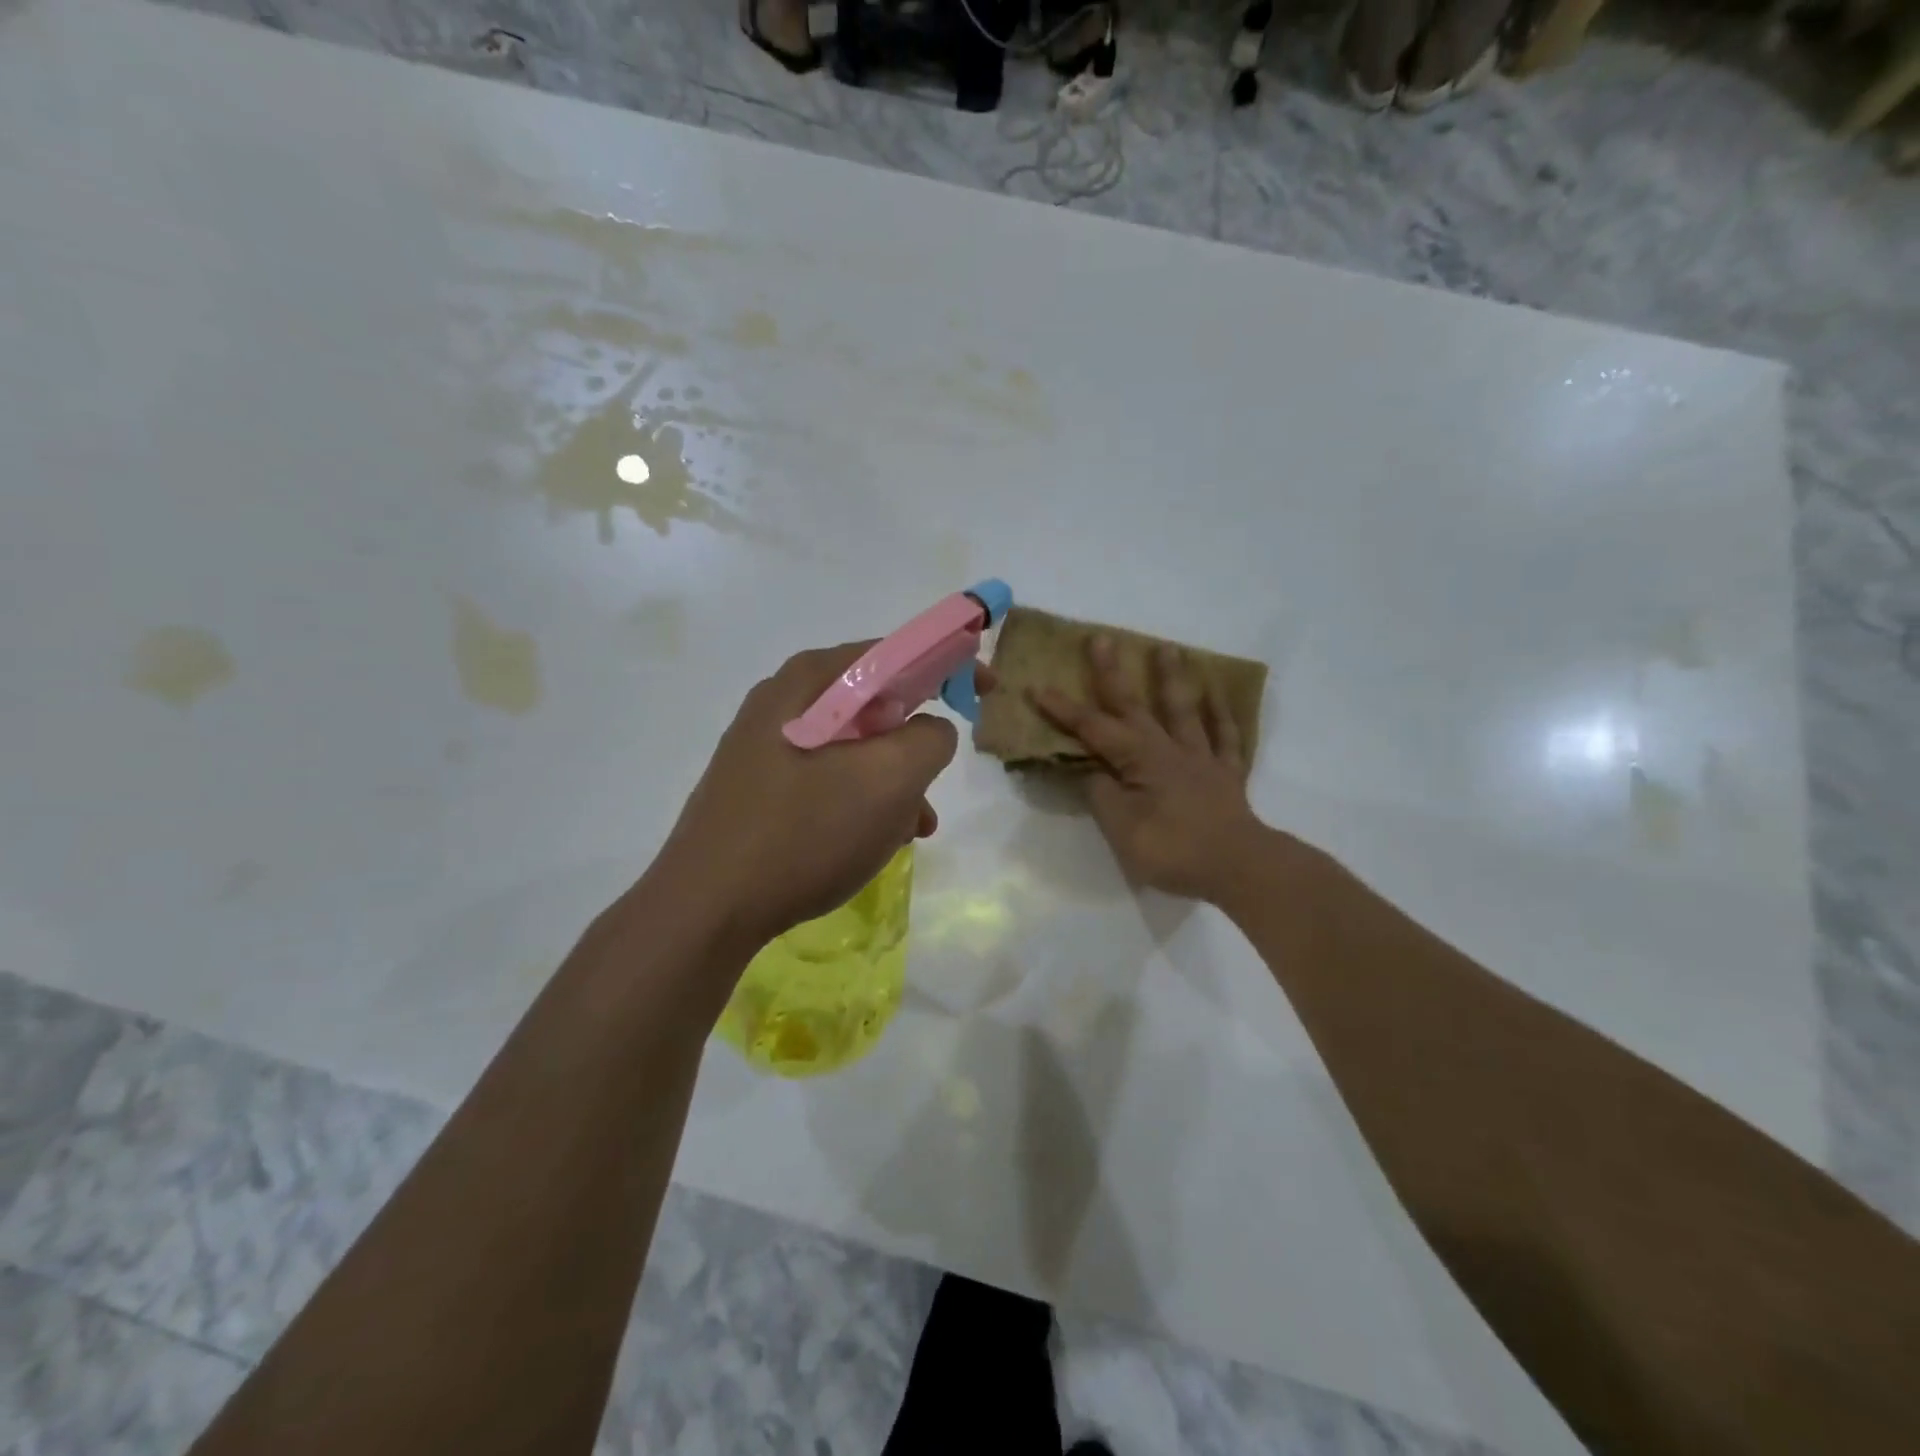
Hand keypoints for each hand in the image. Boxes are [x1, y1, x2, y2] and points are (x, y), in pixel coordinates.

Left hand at [657, 642, 974, 951]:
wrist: (706, 908)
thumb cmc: (804, 832)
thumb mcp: (888, 780)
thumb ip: (929, 738)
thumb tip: (930, 730)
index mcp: (811, 680)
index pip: (895, 651)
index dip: (949, 664)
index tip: (985, 693)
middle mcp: (784, 701)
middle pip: (875, 704)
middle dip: (915, 743)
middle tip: (936, 781)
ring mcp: (766, 746)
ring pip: (855, 749)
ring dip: (893, 783)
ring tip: (912, 829)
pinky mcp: (759, 787)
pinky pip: (828, 779)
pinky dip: (861, 802)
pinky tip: (874, 843)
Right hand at [1033, 637, 1264, 902]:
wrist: (1238, 866)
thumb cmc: (1173, 849)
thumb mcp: (1121, 829)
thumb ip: (1101, 795)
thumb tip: (1090, 771)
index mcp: (1140, 760)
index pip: (1093, 729)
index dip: (1064, 710)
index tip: (1038, 688)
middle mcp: (1169, 749)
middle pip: (1135, 706)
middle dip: (1112, 674)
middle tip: (1101, 639)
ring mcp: (1202, 758)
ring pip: (1184, 710)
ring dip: (1172, 679)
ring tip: (1167, 648)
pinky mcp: (1227, 774)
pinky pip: (1226, 737)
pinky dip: (1222, 714)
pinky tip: (1218, 694)